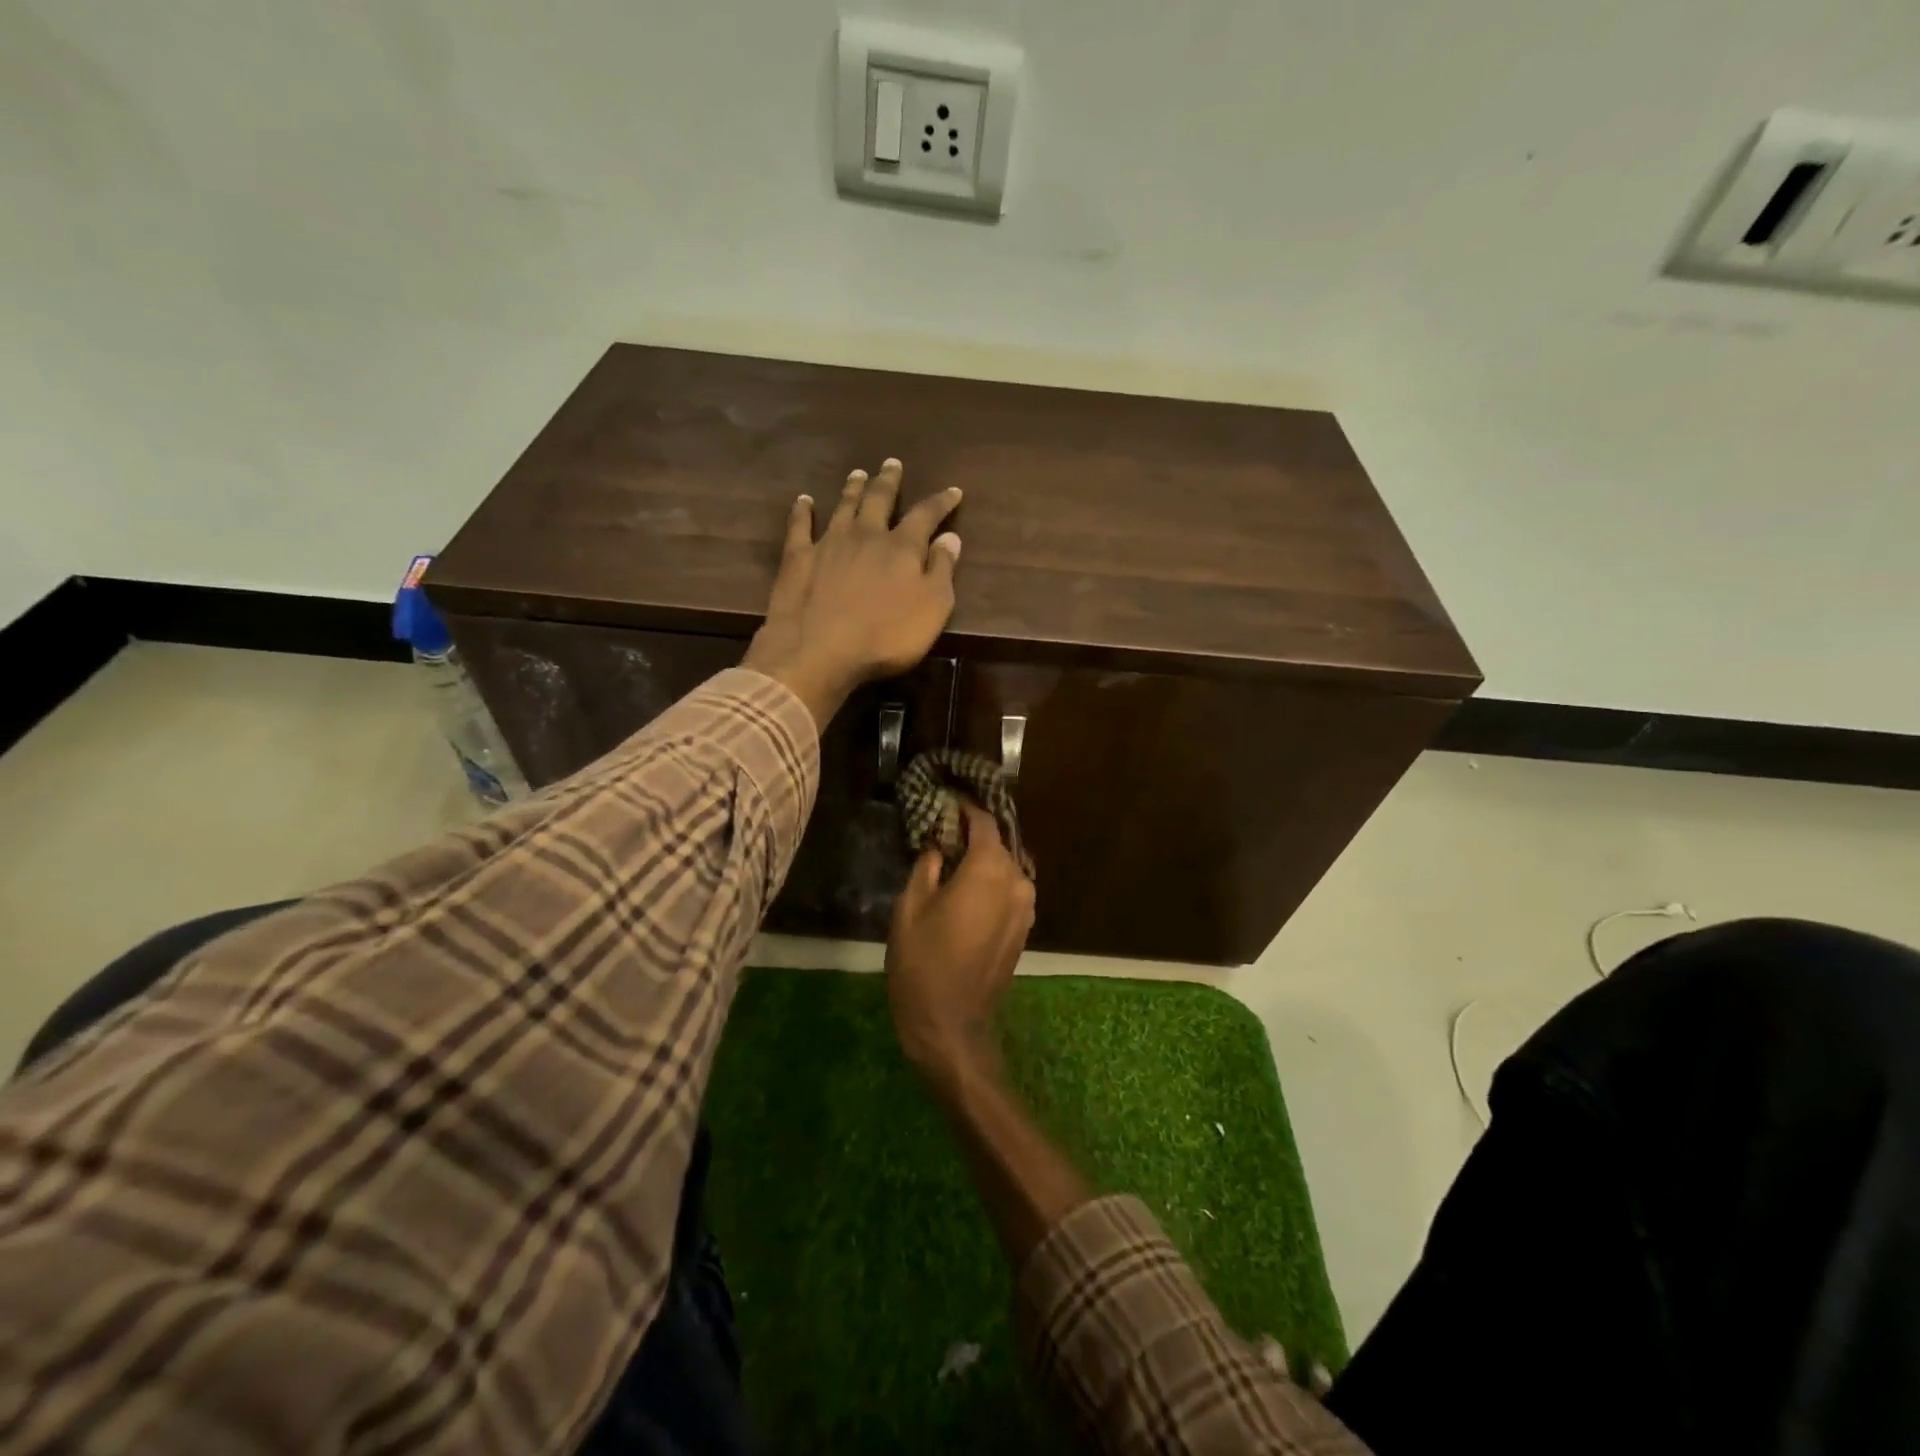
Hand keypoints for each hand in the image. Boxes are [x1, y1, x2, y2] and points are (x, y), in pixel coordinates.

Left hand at [742, 459, 961, 728]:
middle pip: (879, 499)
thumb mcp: (932, 609)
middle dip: (888, 481)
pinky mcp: (797, 558)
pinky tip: (804, 501)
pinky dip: (803, 511)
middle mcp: (866, 535)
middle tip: (892, 463)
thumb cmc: (885, 637)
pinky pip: (800, 526)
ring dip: (852, 488)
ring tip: (858, 473)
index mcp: (902, 547)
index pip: (926, 515)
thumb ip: (942, 571)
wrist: (819, 651)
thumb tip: (951, 537)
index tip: (952, 491)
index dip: (941, 502)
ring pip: (843, 506)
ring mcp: (828, 543)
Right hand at [886, 802, 1035, 1090]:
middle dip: (974, 836)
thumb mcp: (910, 906)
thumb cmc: (922, 960)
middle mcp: (1017, 881)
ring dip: (984, 861)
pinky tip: (969, 891)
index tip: (946, 803)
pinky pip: (1010, 892)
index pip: (983, 823)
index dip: (965, 810)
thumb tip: (938, 847)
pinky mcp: (1024, 929)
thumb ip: (927, 866)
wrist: (950, 1022)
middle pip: (998, 845)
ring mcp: (1026, 907)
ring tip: (954, 862)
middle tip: (944, 832)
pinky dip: (993, 884)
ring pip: (1006, 869)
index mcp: (989, 869)